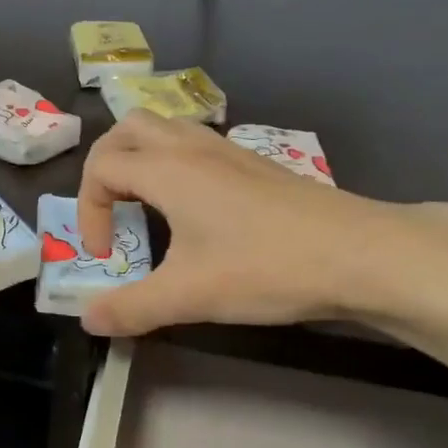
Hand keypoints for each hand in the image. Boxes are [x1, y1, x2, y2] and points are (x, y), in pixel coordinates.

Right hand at [76, 111, 404, 336]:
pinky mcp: (254, 164)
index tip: (105, 256)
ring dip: (141, 159)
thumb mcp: (189, 297)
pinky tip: (194, 208)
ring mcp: (227, 151)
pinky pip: (196, 144)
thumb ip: (131, 308)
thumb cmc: (265, 267)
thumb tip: (88, 319)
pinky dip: (175, 164)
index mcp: (167, 170)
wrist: (358, 252)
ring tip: (145, 204)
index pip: (101, 167)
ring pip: (166, 129)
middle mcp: (192, 148)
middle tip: (110, 209)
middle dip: (105, 166)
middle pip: (128, 129)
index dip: (88, 211)